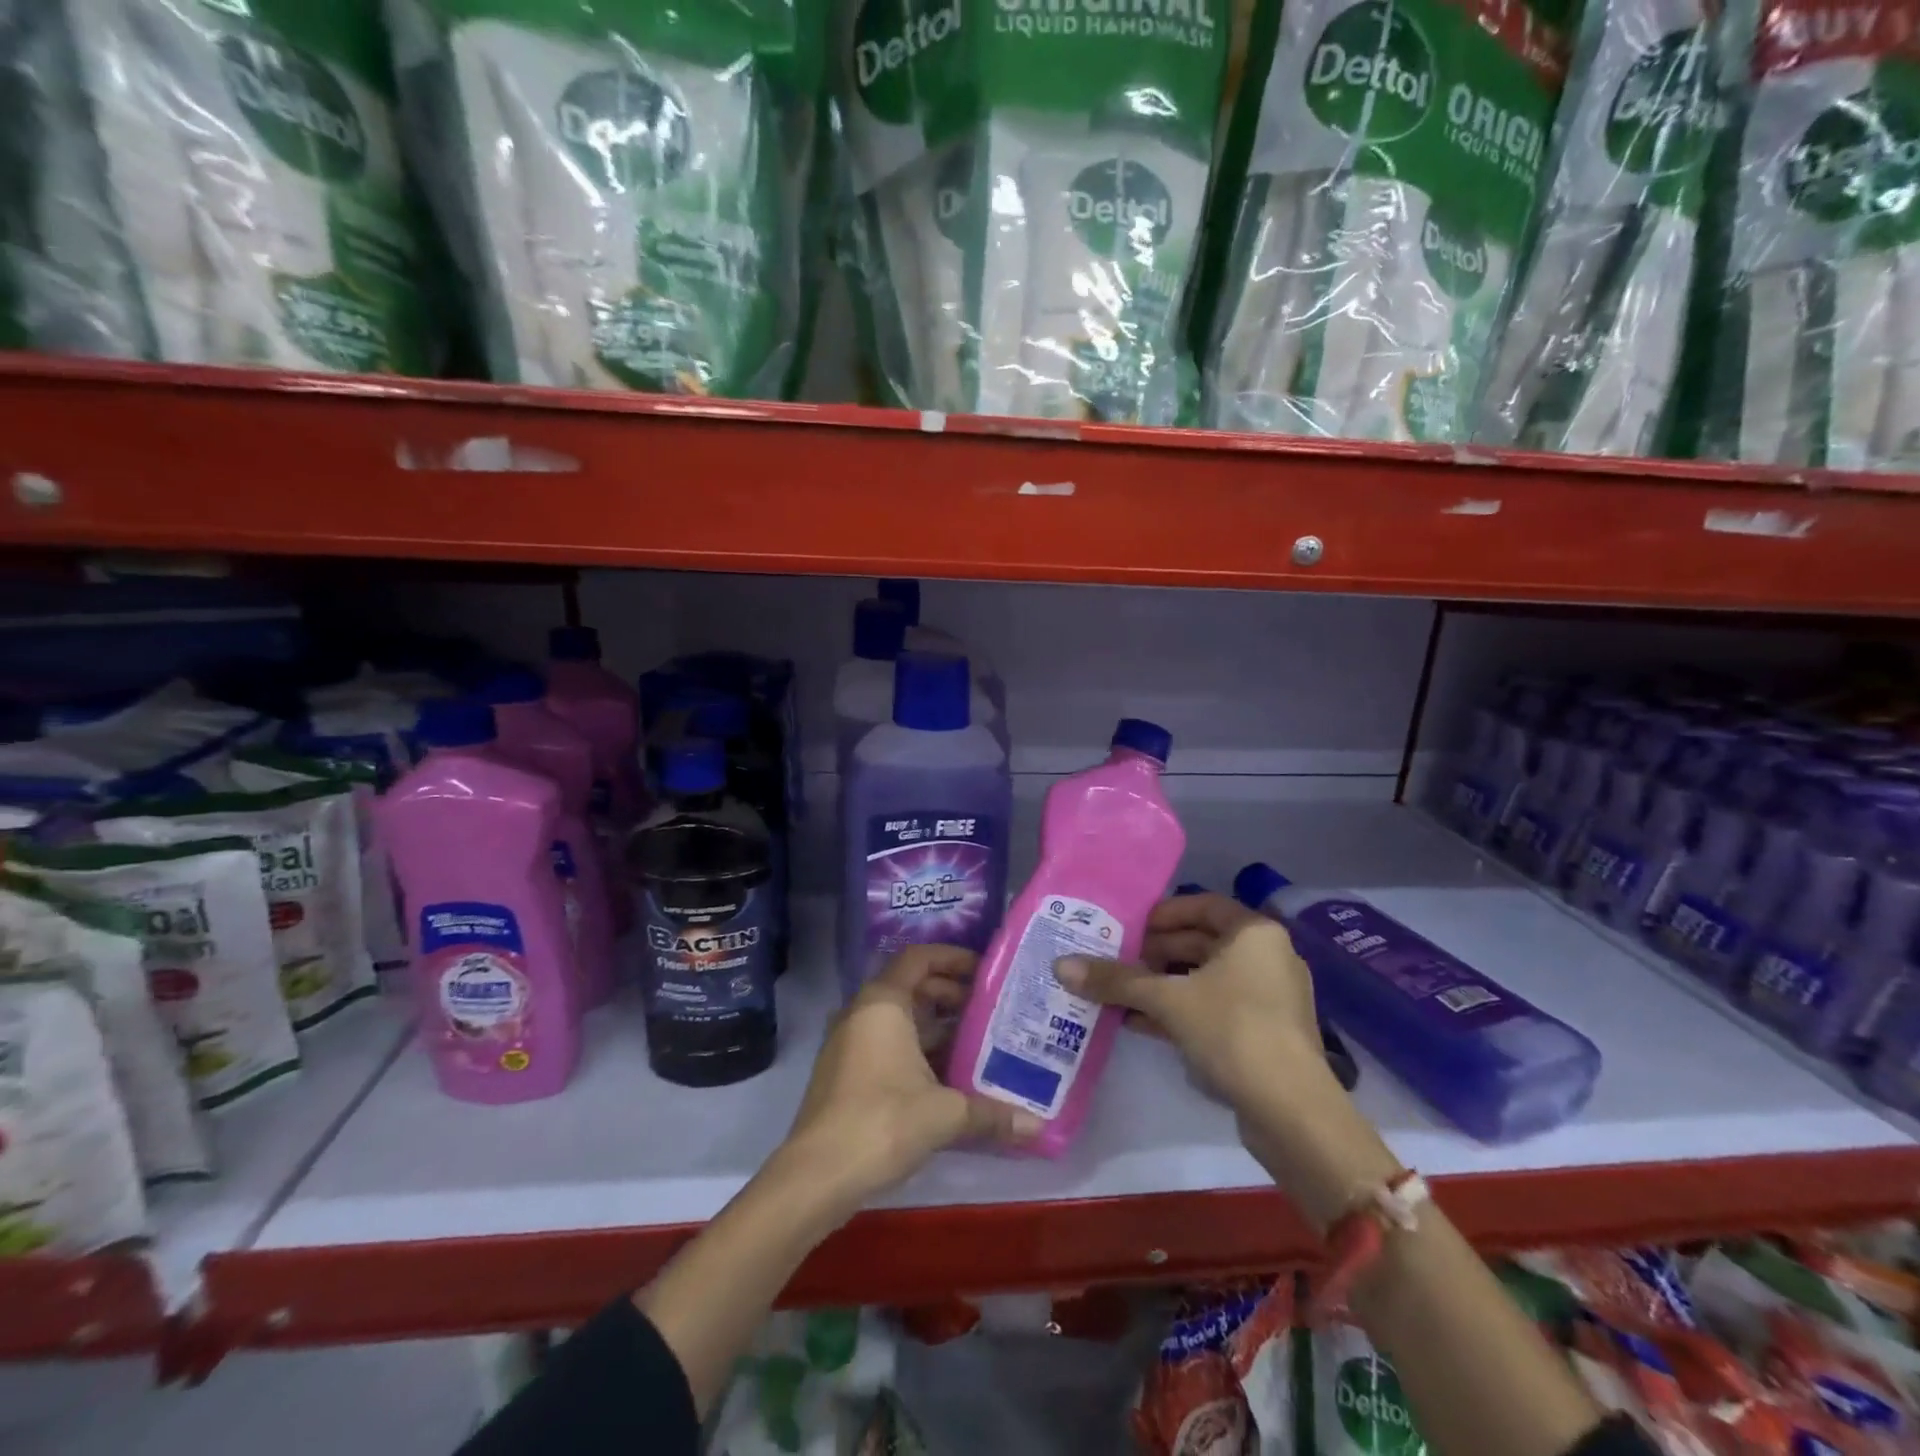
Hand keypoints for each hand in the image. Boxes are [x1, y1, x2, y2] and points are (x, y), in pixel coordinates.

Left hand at [778, 944, 1038, 1211]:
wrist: (816, 1176)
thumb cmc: (882, 1123)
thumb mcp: (944, 1114)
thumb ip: (991, 1114)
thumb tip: (1038, 1126)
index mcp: (883, 1003)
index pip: (919, 958)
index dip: (953, 958)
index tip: (985, 972)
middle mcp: (862, 1012)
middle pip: (910, 986)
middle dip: (949, 994)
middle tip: (988, 1011)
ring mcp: (849, 1042)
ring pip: (898, 1018)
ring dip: (934, 1026)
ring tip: (976, 1043)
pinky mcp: (844, 1072)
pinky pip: (886, 1043)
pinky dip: (915, 1048)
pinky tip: (946, 1076)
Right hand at [1055, 892, 1321, 1104]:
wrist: (1292, 1112)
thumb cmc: (1232, 1031)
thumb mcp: (1167, 1000)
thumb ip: (1116, 980)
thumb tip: (1061, 965)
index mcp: (1254, 933)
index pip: (1203, 905)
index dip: (1163, 913)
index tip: (1129, 928)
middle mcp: (1267, 957)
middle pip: (1202, 942)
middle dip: (1156, 953)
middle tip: (1117, 961)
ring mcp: (1269, 998)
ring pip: (1205, 979)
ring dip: (1163, 985)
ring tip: (1120, 993)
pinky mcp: (1264, 1034)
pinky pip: (1215, 1008)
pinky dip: (1180, 1011)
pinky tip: (1139, 1023)